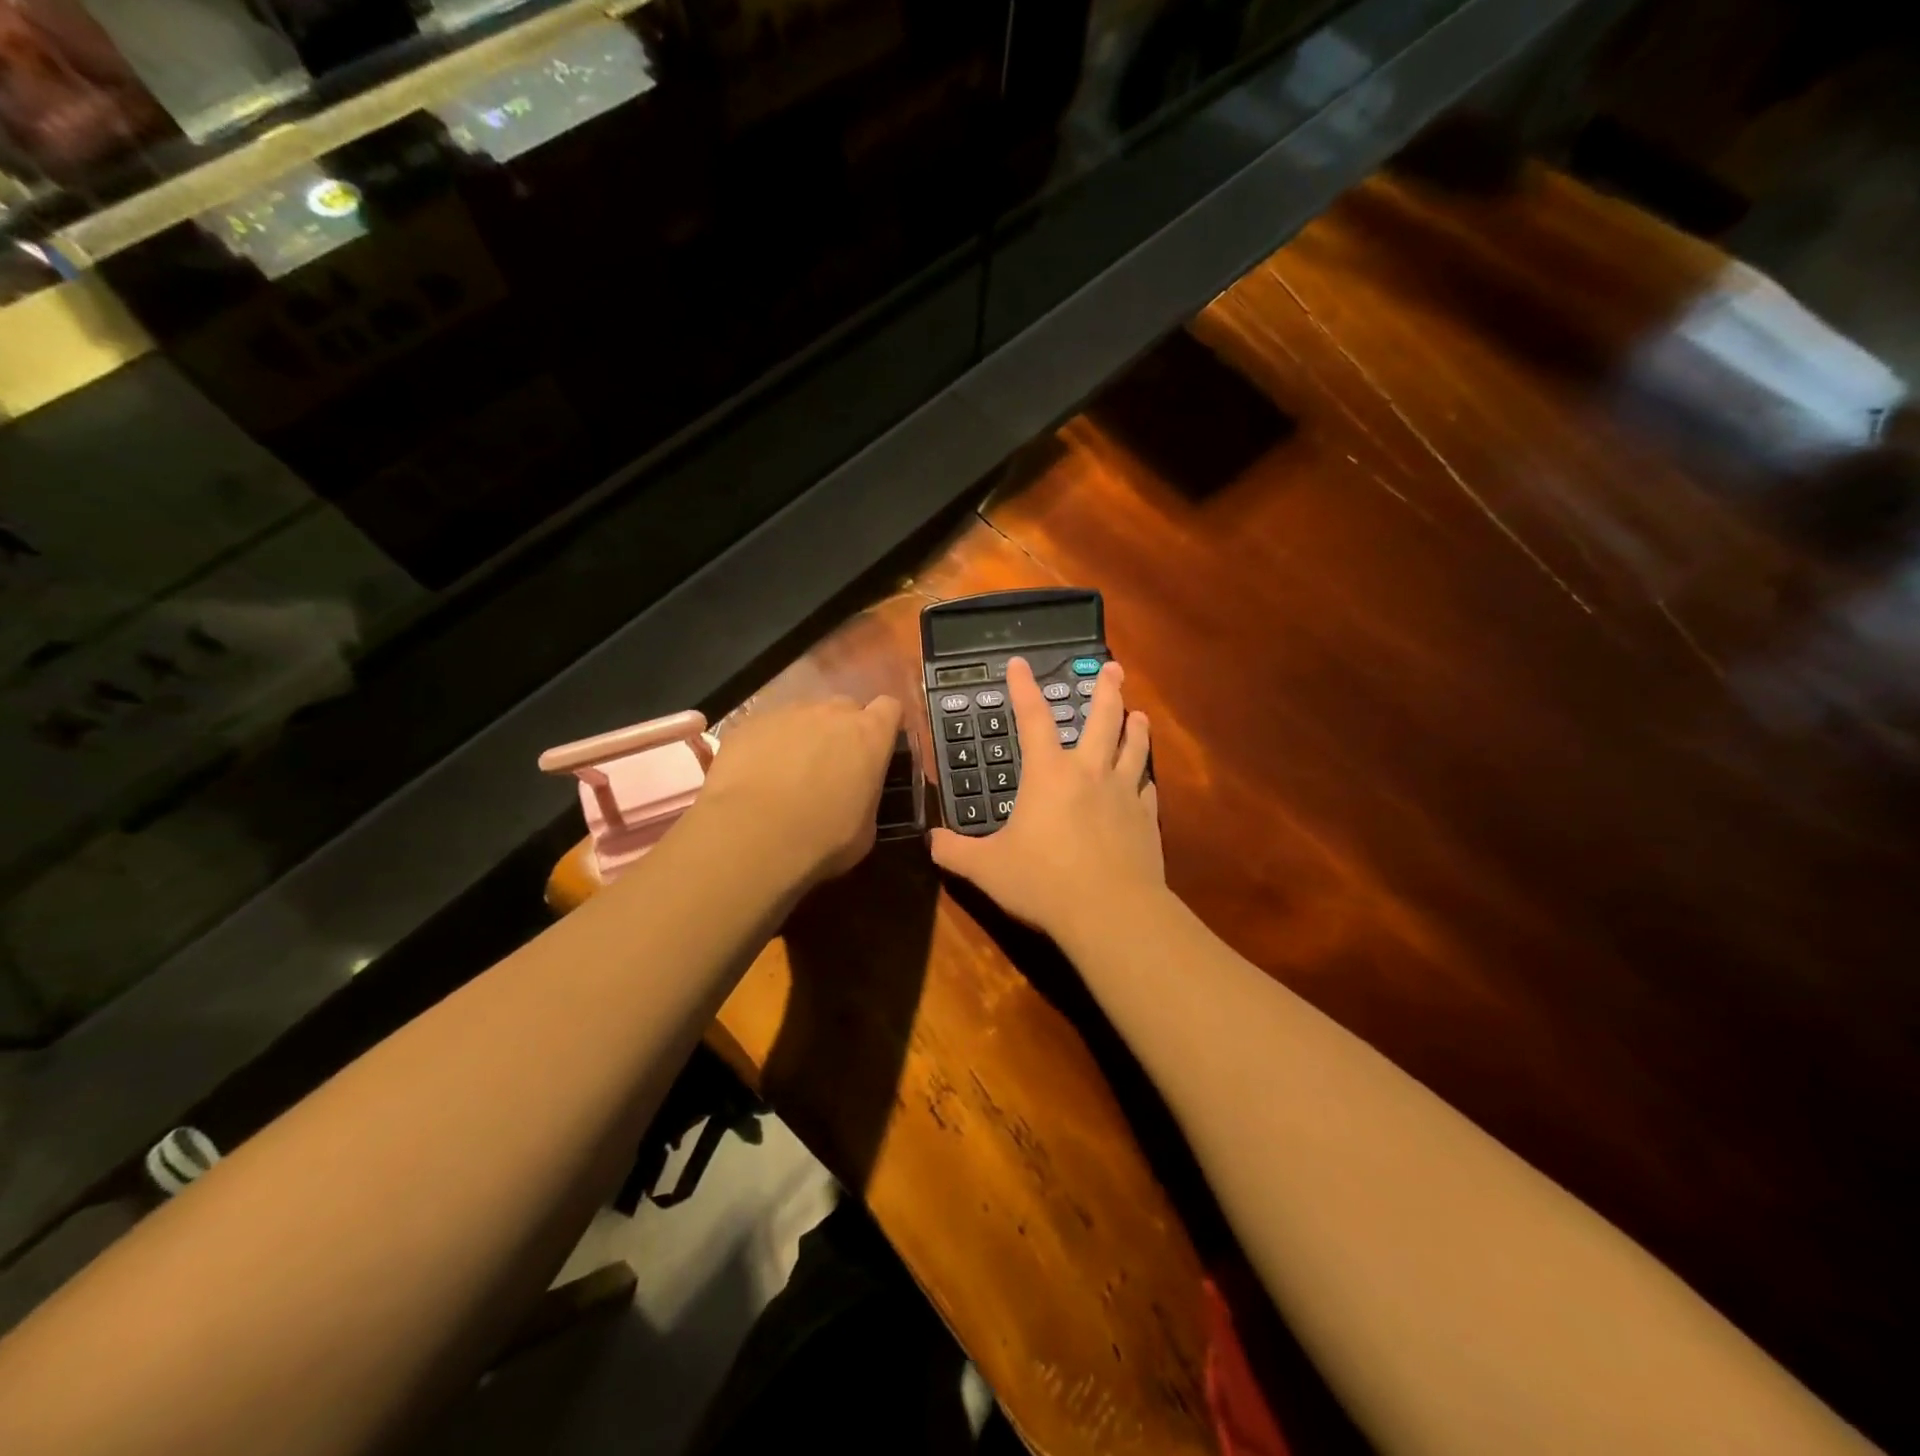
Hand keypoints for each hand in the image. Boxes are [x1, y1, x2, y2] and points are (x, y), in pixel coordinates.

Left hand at [693, 694, 903, 890]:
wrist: (752, 835)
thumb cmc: (822, 838)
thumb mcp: (864, 829)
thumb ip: (866, 798)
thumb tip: (857, 796)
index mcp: (870, 735)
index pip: (889, 709)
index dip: (885, 725)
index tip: (878, 746)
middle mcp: (831, 713)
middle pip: (845, 708)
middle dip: (842, 730)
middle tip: (833, 764)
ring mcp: (787, 713)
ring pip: (803, 716)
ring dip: (803, 736)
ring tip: (789, 772)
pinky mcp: (749, 723)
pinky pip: (766, 728)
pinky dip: (767, 746)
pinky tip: (757, 776)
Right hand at [930, 658, 1162, 949]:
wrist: (1111, 911)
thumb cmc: (1043, 882)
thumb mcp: (986, 868)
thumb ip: (955, 852)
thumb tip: (931, 841)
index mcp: (1048, 774)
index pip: (1032, 718)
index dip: (1023, 688)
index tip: (1019, 663)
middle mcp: (1089, 773)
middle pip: (1102, 720)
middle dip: (1107, 690)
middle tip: (1114, 668)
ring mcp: (1123, 794)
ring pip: (1133, 748)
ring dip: (1135, 727)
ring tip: (1139, 713)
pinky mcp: (1146, 820)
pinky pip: (1147, 789)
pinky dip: (1145, 778)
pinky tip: (1146, 779)